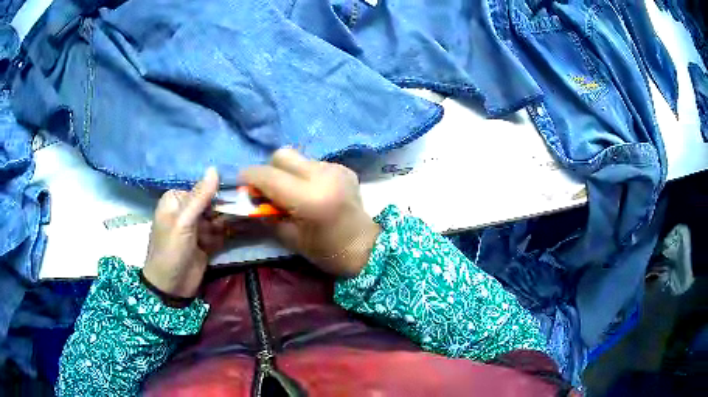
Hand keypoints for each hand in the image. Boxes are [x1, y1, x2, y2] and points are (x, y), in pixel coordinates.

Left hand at [143, 168, 227, 297]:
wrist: (170, 288)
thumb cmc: (171, 251)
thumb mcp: (183, 222)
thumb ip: (199, 197)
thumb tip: (215, 169)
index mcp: (176, 200)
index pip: (202, 190)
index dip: (218, 194)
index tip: (237, 199)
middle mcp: (186, 211)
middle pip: (212, 204)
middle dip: (225, 211)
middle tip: (239, 216)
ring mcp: (197, 228)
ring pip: (219, 218)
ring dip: (227, 224)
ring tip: (234, 229)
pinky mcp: (206, 242)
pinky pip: (221, 233)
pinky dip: (229, 234)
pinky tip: (237, 234)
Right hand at [241, 148, 379, 277]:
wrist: (365, 247)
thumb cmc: (326, 250)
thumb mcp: (289, 237)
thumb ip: (267, 214)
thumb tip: (251, 198)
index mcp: (309, 198)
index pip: (268, 175)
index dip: (250, 177)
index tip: (243, 185)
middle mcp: (322, 175)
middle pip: (282, 155)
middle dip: (269, 169)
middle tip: (269, 189)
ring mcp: (335, 169)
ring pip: (298, 158)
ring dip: (288, 172)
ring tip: (293, 192)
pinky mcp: (343, 168)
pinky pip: (314, 163)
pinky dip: (305, 174)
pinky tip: (313, 191)